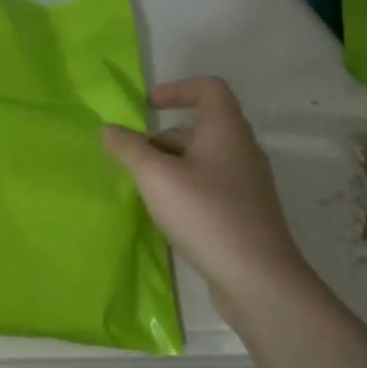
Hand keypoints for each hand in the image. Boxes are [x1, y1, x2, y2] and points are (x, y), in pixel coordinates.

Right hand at [102, 77, 318, 318]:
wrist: (258, 279)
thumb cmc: (206, 214)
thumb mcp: (156, 177)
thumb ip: (128, 148)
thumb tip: (108, 129)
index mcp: (226, 130)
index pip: (210, 89)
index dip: (178, 89)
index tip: (147, 106)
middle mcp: (242, 150)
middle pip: (201, 128)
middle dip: (163, 138)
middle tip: (133, 159)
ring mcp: (247, 185)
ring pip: (204, 161)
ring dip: (172, 166)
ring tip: (144, 190)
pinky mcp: (246, 214)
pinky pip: (211, 187)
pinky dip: (185, 190)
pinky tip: (168, 215)